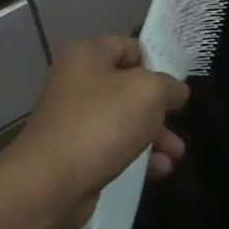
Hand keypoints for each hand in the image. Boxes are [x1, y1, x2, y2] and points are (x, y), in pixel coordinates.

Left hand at [0, 36, 189, 228]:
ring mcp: (73, 119)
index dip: (157, 63)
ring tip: (176, 154)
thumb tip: (177, 92)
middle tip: (178, 123)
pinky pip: (112, 147)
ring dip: (153, 135)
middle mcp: (76, 81)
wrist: (50, 182)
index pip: (130, 47)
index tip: (176, 88)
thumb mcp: (148, 92)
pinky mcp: (74, 153)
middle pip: (128, 87)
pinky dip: (136, 156)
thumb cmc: (100, 124)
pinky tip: (159, 170)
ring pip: (123, 120)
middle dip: (158, 108)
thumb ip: (169, 86)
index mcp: (86, 54)